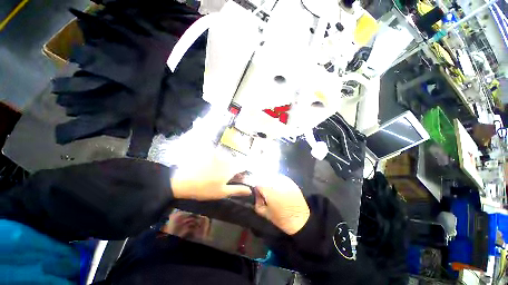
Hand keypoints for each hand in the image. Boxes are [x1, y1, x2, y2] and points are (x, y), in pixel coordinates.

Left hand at [170, 151, 250, 200]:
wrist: (184, 182)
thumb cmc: (205, 189)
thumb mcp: (223, 192)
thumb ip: (238, 189)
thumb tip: (250, 190)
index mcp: (231, 168)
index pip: (243, 165)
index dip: (244, 168)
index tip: (242, 173)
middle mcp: (226, 159)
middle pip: (234, 160)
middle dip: (233, 166)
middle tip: (226, 175)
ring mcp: (216, 155)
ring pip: (226, 157)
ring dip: (225, 162)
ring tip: (216, 171)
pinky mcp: (208, 153)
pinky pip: (217, 154)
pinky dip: (216, 158)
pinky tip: (210, 166)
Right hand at [254, 175, 309, 234]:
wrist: (301, 219)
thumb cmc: (281, 218)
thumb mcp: (265, 213)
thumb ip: (257, 202)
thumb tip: (257, 194)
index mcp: (268, 189)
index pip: (257, 183)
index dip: (256, 188)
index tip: (257, 193)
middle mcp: (275, 182)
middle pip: (264, 178)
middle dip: (262, 184)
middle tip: (264, 192)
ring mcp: (284, 180)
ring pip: (272, 176)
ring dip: (269, 182)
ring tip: (272, 190)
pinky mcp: (290, 181)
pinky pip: (280, 177)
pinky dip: (277, 181)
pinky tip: (279, 188)